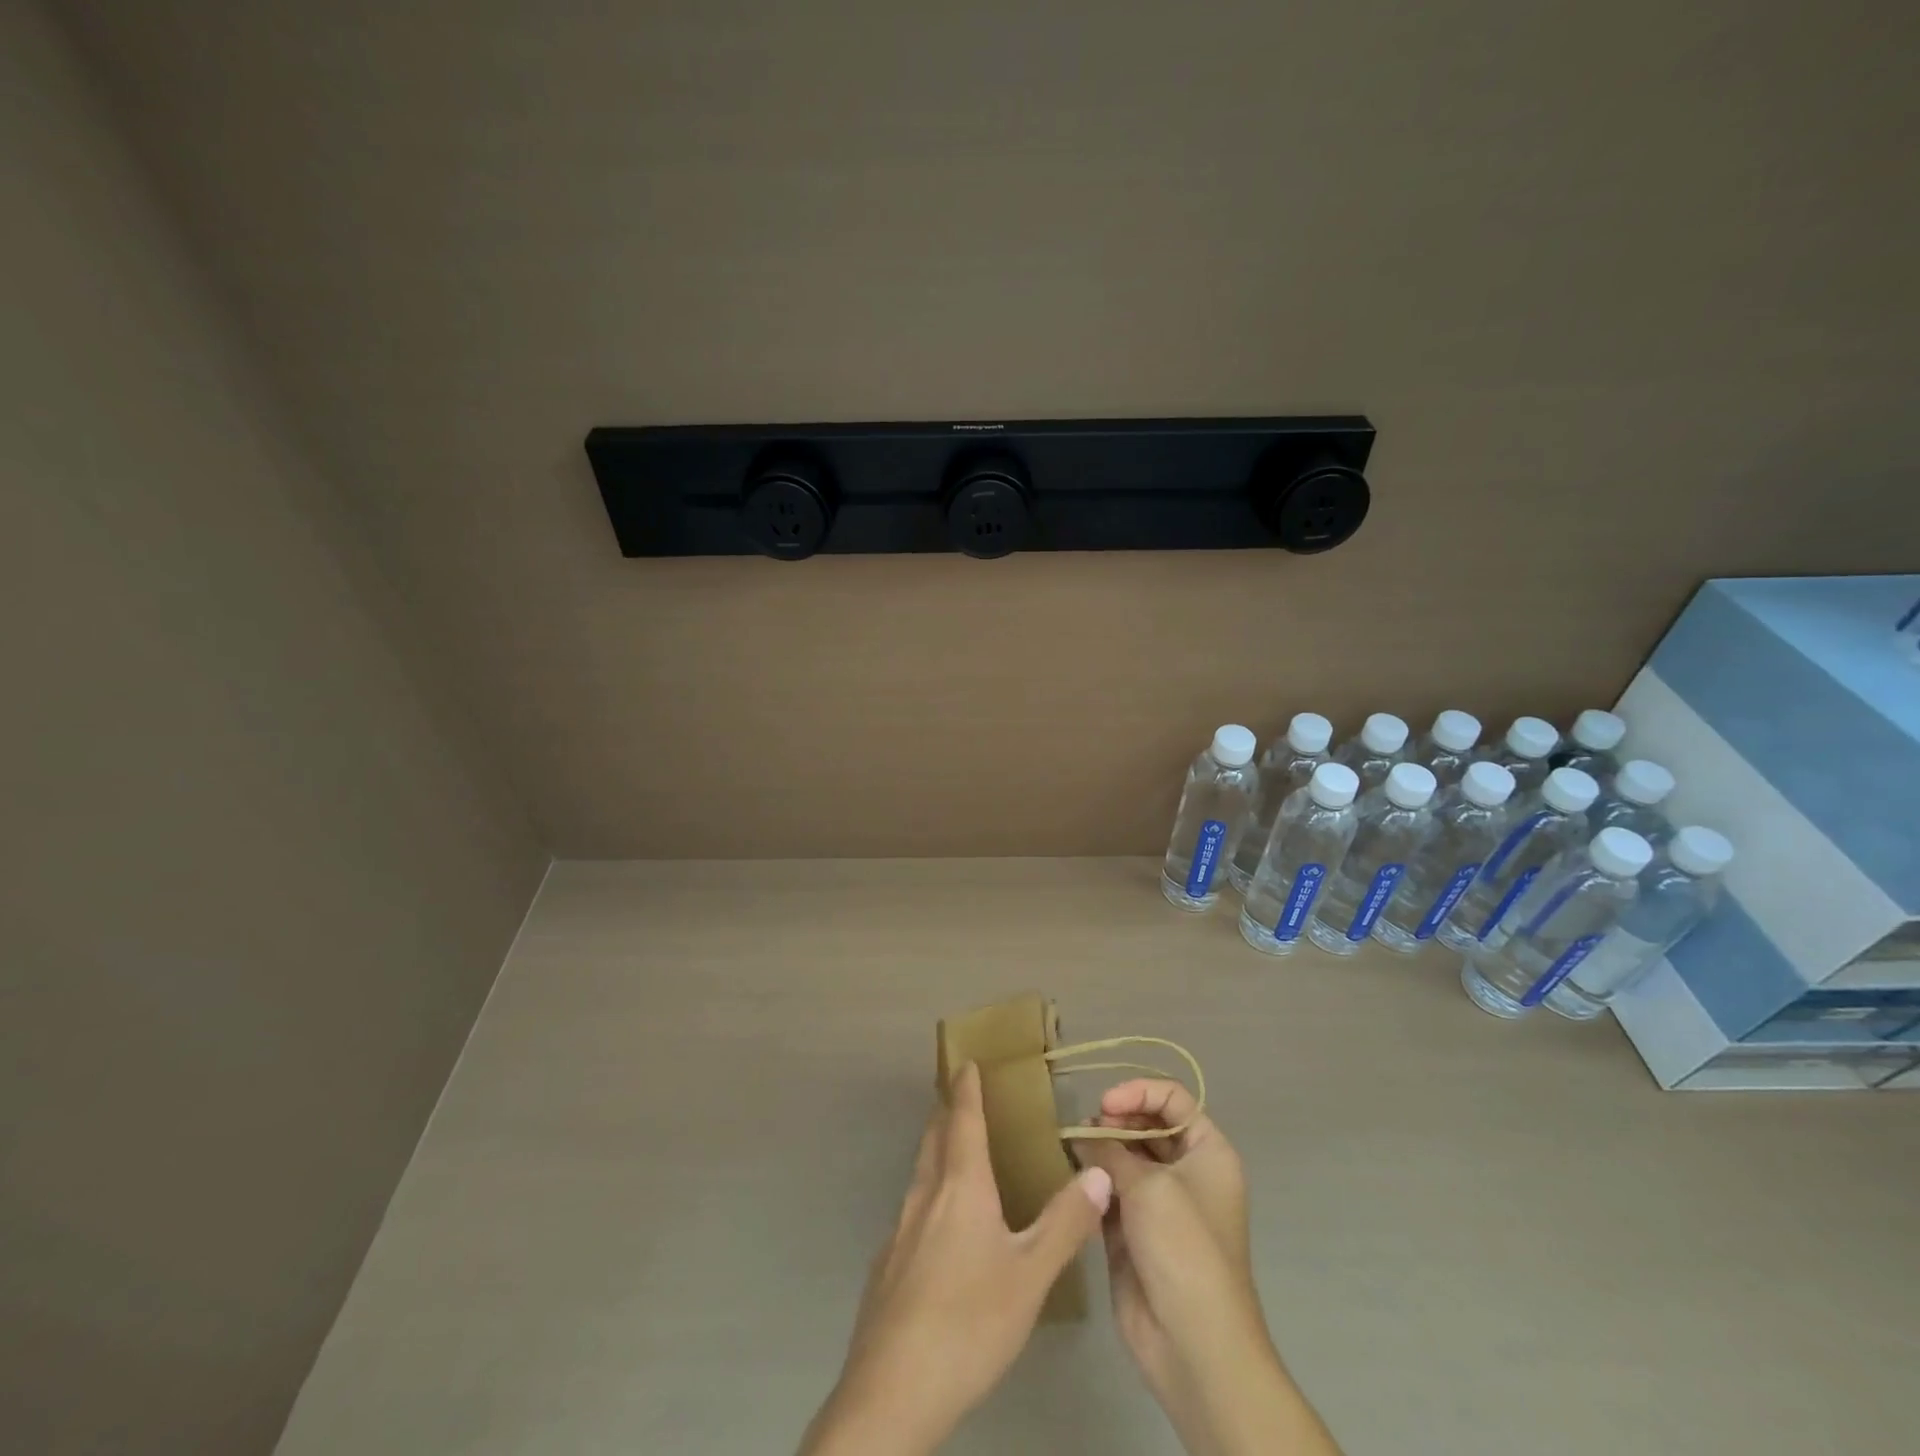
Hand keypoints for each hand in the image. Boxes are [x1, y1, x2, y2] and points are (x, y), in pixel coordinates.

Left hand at [799, 1062, 1112, 1455]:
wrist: (892, 1390)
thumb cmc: (969, 1322)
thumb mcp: (1030, 1276)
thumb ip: (1065, 1223)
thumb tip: (1098, 1171)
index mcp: (960, 1187)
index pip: (962, 1119)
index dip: (966, 1088)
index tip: (966, 1061)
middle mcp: (925, 1195)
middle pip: (933, 1137)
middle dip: (947, 1110)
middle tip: (960, 1095)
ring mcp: (899, 1230)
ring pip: (919, 1172)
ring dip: (936, 1148)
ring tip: (954, 1149)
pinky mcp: (886, 1264)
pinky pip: (911, 1208)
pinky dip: (928, 1191)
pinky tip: (938, 1225)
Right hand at [1074, 1081, 1340, 1455]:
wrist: (1193, 1343)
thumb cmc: (1183, 1248)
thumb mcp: (1148, 1186)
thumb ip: (1111, 1150)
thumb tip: (1083, 1134)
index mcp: (1208, 1152)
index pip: (1172, 1098)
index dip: (1138, 1091)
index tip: (1104, 1104)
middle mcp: (1187, 1172)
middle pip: (1147, 1126)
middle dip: (1115, 1122)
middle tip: (1086, 1130)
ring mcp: (1160, 1204)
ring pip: (1125, 1159)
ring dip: (1100, 1152)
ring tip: (1074, 1151)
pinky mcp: (1135, 1233)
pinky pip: (1111, 1193)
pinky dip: (1094, 1183)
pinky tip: (1074, 1181)